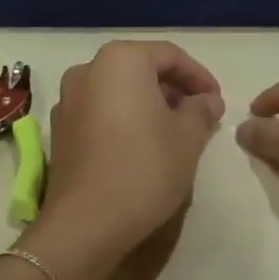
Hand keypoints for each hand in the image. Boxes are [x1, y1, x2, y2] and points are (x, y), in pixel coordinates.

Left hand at [31, 40, 224, 265]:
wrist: (85, 224)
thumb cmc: (144, 168)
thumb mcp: (188, 138)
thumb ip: (201, 110)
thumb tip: (207, 100)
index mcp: (121, 60)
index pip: (170, 56)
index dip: (199, 77)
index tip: (217, 102)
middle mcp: (88, 70)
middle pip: (141, 69)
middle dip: (173, 90)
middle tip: (200, 116)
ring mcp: (68, 100)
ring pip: (119, 91)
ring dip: (149, 105)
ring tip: (175, 133)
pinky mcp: (60, 130)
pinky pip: (100, 111)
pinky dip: (125, 119)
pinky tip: (142, 147)